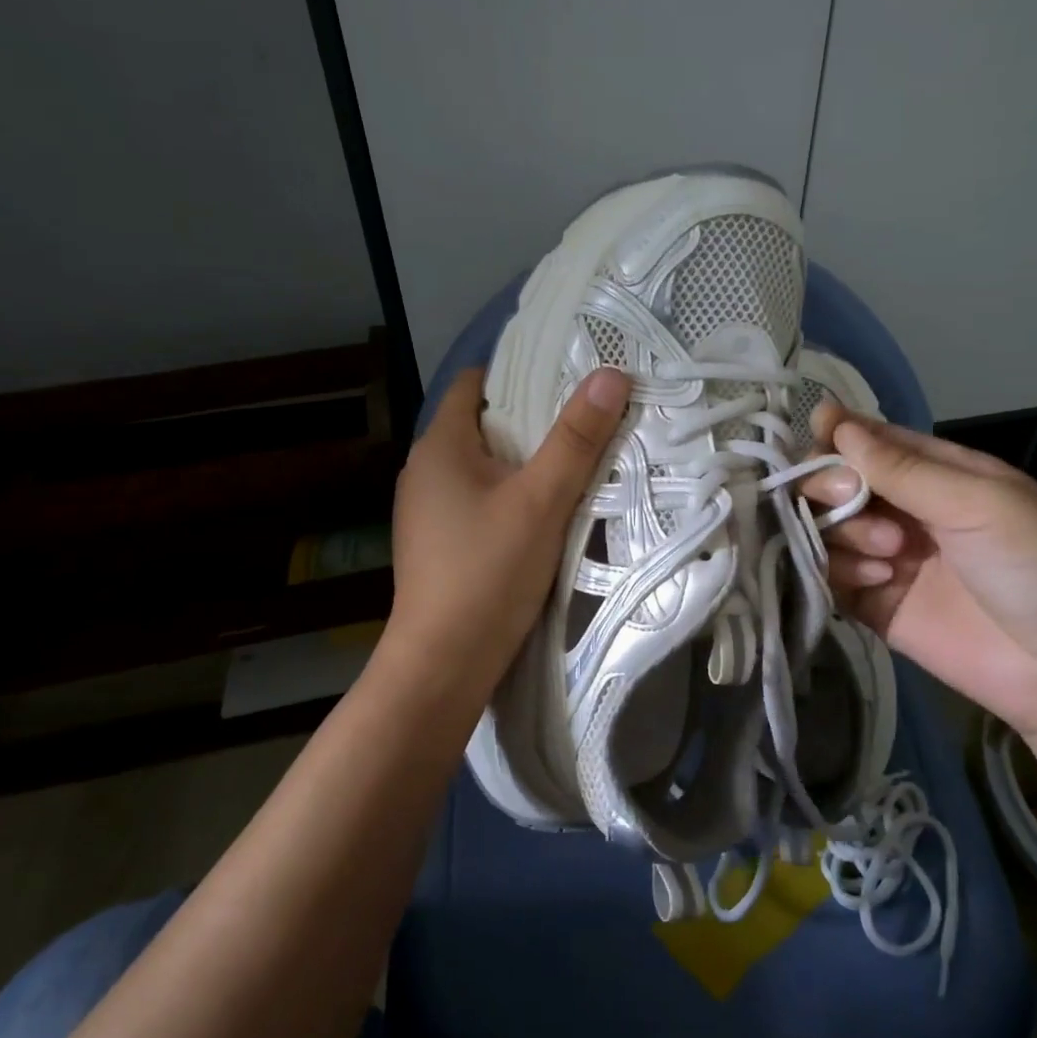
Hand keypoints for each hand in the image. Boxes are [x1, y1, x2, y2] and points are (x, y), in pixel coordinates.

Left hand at [380, 366, 629, 704]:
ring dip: (524, 462)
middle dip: (532, 419)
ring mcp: (428, 511)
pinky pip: (480, 500)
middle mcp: (425, 471)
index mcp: (440, 447)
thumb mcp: (541, 500)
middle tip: (587, 419)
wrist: (443, 664)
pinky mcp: (439, 544)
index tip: (568, 375)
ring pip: (484, 467)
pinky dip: (511, 496)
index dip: (519, 372)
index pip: (474, 384)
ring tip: (575, 462)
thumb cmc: (488, 572)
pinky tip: (544, 513)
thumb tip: (611, 374)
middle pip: (483, 425)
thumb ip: (576, 438)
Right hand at [803, 404, 1036, 760]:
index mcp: (937, 473)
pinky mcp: (875, 607)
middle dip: (833, 487)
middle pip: (835, 483)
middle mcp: (905, 510)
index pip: (869, 441)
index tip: (815, 436)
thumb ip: (901, 468)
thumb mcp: (979, 502)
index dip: (837, 436)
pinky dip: (839, 572)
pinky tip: (879, 582)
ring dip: (843, 532)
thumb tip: (831, 421)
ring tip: (889, 555)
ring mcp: (887, 559)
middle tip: (852, 501)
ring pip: (826, 528)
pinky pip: (830, 577)